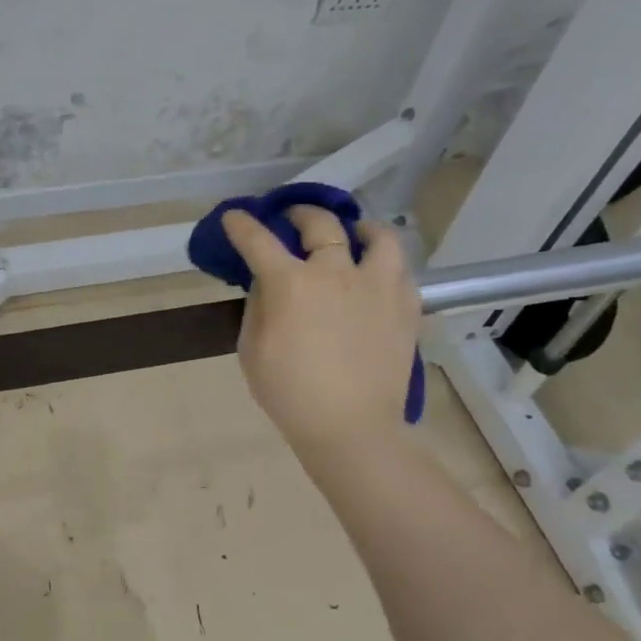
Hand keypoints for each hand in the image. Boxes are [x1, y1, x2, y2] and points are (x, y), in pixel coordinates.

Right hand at [222, 206, 419, 463]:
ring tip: (353, 235)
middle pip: (320, 224)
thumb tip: (267, 282)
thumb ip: (258, 306)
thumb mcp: (252, 349)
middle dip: (300, 213)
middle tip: (292, 219)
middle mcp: (336, 272)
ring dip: (359, 229)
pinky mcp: (406, 306)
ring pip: (377, 236)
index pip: (259, 240)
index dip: (242, 224)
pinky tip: (375, 275)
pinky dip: (384, 264)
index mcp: (291, 283)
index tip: (234, 216)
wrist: (351, 427)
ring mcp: (378, 286)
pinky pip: (400, 270)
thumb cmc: (290, 393)